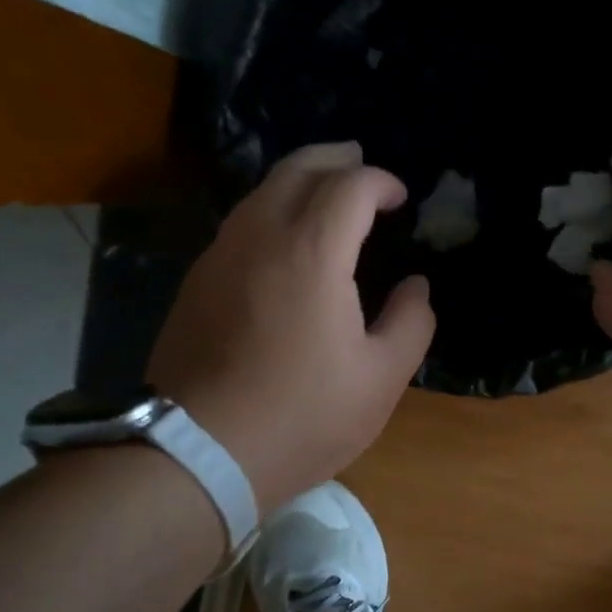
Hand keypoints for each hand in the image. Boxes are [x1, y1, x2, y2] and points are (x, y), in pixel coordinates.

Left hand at [147, 143, 434, 511]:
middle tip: (360, 162)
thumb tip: (416, 287)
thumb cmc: (303, 416)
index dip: (381, 182)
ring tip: (325, 192)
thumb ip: (411, 323)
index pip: (350, 186)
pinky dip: (271, 210)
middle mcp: (260, 237)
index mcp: (312, 252)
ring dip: (298, 180)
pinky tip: (284, 239)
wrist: (199, 453)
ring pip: (260, 193)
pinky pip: (240, 224)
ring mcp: (219, 256)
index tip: (401, 198)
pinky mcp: (196, 282)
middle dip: (334, 159)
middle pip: (297, 170)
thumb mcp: (381, 378)